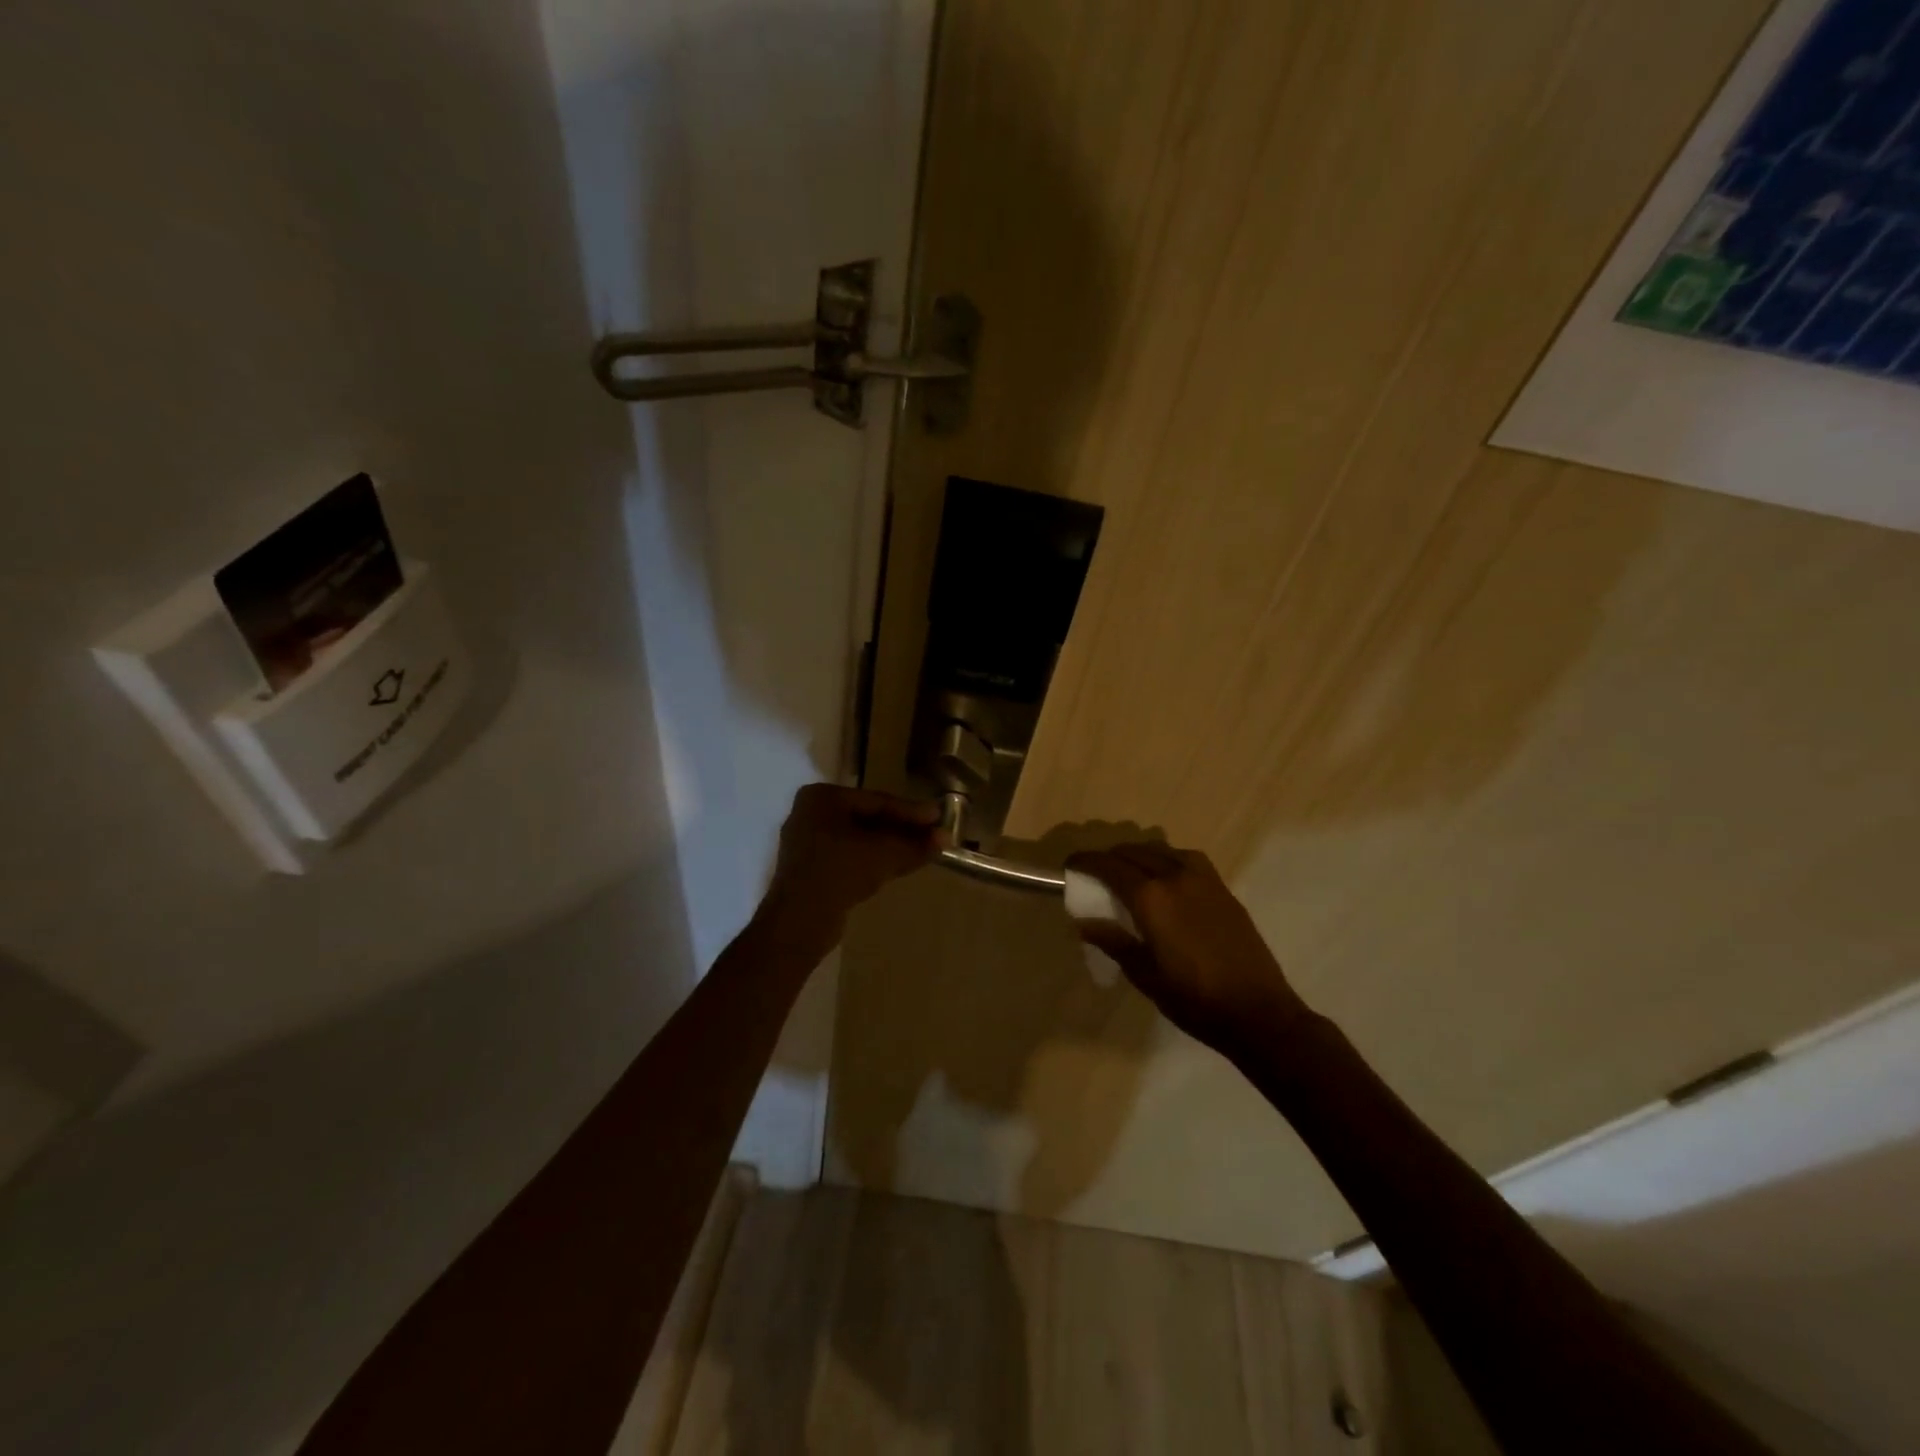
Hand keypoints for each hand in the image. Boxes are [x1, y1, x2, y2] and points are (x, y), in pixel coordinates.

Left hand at [756, 784, 942, 950]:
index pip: (876, 800)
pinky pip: (848, 856)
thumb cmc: (840, 872)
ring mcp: (806, 842)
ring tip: (921, 851)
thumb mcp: (884, 854)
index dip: (911, 811)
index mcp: (821, 797)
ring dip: (890, 846)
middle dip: (902, 829)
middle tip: (933, 835)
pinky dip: (872, 859)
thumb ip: (915, 844)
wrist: (799, 922)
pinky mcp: (809, 869)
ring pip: (859, 839)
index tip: (939, 817)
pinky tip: (896, 866)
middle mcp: (810, 813)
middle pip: (867, 818)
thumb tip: (945, 838)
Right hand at [1065, 842, 1309, 1058]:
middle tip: (1095, 872)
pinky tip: (1166, 879)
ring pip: (1162, 850)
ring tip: (1128, 872)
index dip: (1086, 862)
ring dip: (1139, 855)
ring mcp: (1204, 880)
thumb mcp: (1144, 975)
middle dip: (1110, 857)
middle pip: (1134, 852)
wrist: (1258, 1012)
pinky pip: (1187, 859)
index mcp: (1152, 898)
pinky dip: (1167, 860)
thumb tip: (1084, 922)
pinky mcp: (1223, 889)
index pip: (1109, 866)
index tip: (1070, 865)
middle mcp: (1176, 877)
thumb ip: (1113, 941)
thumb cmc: (1194, 999)